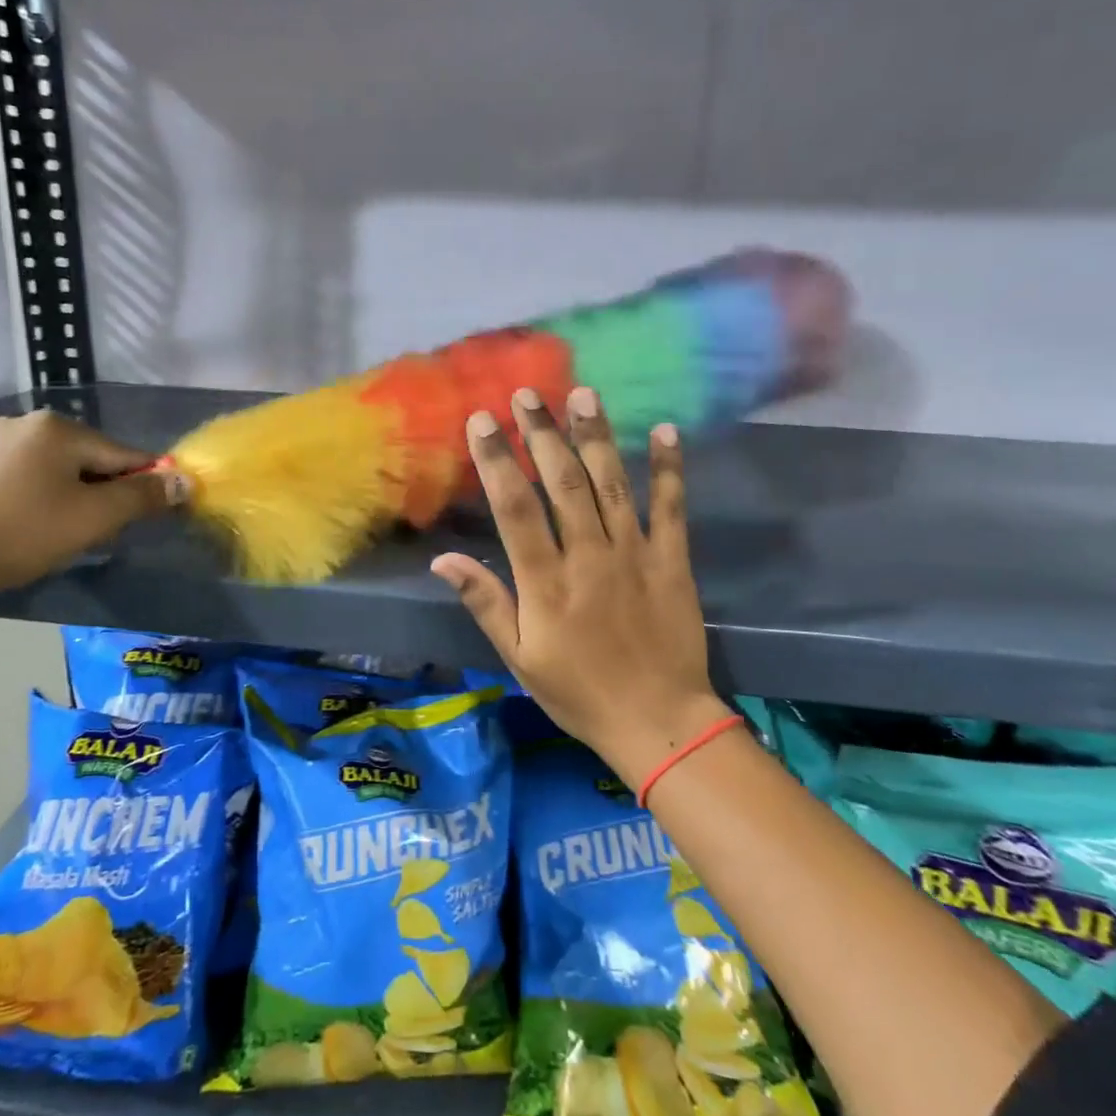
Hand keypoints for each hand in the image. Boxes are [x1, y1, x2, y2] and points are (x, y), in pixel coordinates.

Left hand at [0, 410, 177, 611]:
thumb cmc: (19, 535)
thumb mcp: (93, 519)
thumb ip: (143, 497)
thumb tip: (185, 481)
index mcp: (58, 428)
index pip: (123, 455)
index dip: (141, 488)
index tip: (141, 520)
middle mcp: (21, 424)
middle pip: (86, 460)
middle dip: (99, 494)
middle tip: (91, 535)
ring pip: (50, 471)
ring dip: (65, 498)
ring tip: (53, 537)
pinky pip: (15, 480)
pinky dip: (29, 501)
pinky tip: (16, 531)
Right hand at [431, 386, 726, 785]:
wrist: (658, 721)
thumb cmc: (578, 692)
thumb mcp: (519, 658)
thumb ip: (485, 603)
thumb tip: (442, 560)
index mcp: (546, 582)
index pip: (515, 508)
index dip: (497, 460)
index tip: (483, 421)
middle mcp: (589, 557)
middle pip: (563, 483)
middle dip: (542, 434)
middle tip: (527, 394)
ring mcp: (635, 554)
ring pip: (612, 484)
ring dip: (596, 436)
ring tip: (582, 394)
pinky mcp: (673, 561)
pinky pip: (671, 507)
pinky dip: (668, 469)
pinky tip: (663, 431)